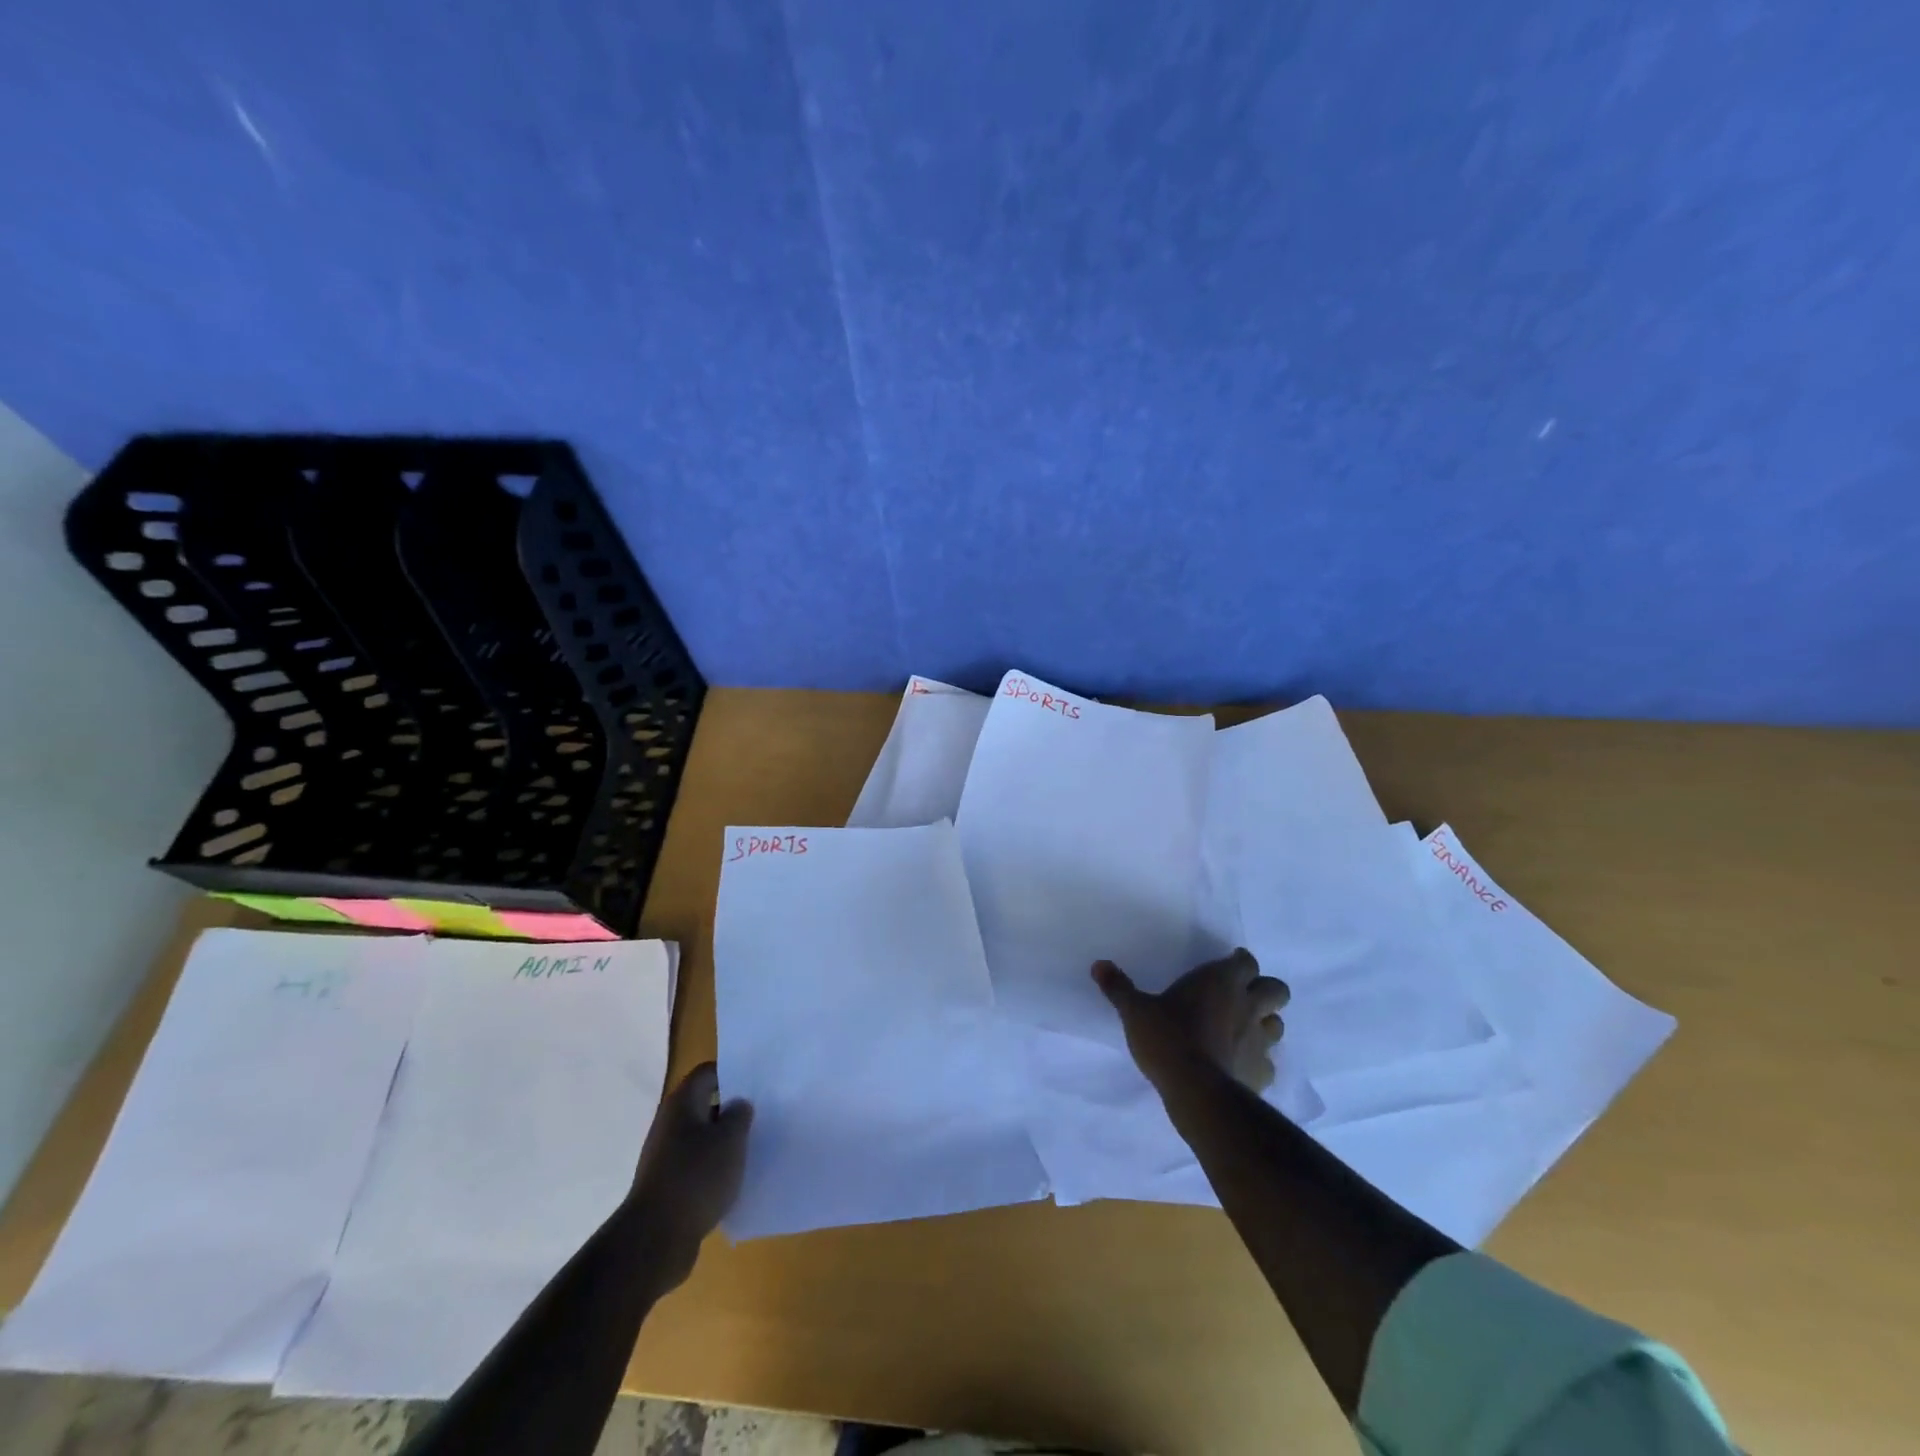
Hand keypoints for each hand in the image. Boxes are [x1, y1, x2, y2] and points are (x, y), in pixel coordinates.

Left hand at [628, 1063, 752, 1290]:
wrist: (655, 1240)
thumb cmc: (696, 1177)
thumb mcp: (731, 1139)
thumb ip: (740, 1114)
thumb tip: (738, 1105)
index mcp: (682, 1103)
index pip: (708, 1072)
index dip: (733, 1072)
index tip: (758, 1081)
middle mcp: (669, 1123)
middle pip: (705, 1103)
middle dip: (732, 1108)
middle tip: (762, 1113)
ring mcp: (665, 1156)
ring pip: (702, 1136)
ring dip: (725, 1140)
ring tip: (754, 1145)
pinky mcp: (667, 1185)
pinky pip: (696, 1164)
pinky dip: (714, 1167)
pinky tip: (735, 1178)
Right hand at [1093, 948, 1289, 1092]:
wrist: (1196, 1092)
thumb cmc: (1168, 1038)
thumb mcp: (1135, 1011)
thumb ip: (1119, 987)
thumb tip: (1098, 964)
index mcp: (1221, 981)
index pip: (1247, 961)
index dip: (1239, 963)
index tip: (1226, 967)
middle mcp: (1248, 1005)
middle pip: (1277, 989)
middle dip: (1264, 990)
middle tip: (1241, 996)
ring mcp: (1260, 1041)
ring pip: (1277, 1025)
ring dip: (1264, 1023)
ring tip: (1242, 1030)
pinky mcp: (1262, 1073)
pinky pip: (1268, 1063)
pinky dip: (1258, 1061)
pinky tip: (1239, 1065)